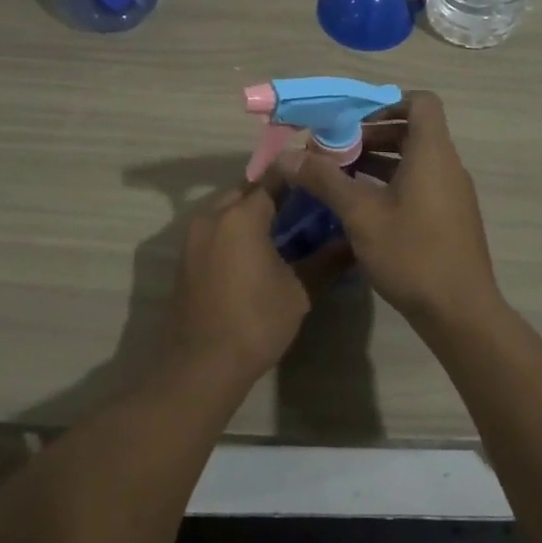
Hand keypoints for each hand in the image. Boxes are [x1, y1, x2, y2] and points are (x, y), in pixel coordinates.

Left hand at [168, 183, 323, 385]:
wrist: (200, 366)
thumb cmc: (255, 323)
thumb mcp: (299, 292)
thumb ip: (326, 260)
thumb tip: (354, 242)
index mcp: (241, 216)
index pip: (274, 178)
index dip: (300, 176)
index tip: (322, 181)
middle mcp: (212, 215)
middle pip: (249, 189)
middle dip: (277, 193)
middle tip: (308, 207)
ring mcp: (194, 235)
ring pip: (230, 208)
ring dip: (255, 211)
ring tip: (288, 228)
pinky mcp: (187, 255)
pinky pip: (217, 228)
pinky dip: (238, 229)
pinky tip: (260, 250)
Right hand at [278, 91, 501, 326]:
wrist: (460, 312)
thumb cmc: (411, 253)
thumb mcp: (360, 214)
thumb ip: (324, 179)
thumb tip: (286, 155)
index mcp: (432, 153)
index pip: (421, 102)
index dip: (388, 103)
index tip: (354, 121)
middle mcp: (448, 166)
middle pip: (413, 131)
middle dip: (373, 135)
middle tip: (336, 151)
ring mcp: (453, 194)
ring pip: (415, 161)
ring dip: (379, 161)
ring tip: (341, 178)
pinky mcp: (451, 218)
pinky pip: (421, 185)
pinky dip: (393, 184)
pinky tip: (363, 208)